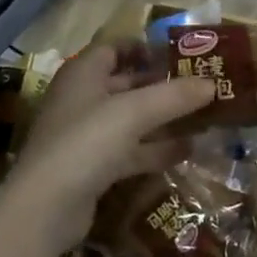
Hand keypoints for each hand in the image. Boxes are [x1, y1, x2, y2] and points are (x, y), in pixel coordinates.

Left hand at [4, 43, 217, 253]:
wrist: (45, 208)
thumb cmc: (86, 141)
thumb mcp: (134, 112)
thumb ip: (174, 96)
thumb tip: (212, 83)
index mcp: (84, 73)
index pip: (116, 47)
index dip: (146, 47)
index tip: (181, 53)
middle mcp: (83, 98)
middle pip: (127, 83)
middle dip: (162, 84)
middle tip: (201, 85)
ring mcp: (86, 134)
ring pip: (131, 119)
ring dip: (163, 118)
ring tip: (203, 117)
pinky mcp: (93, 167)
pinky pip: (130, 149)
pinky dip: (155, 148)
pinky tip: (187, 151)